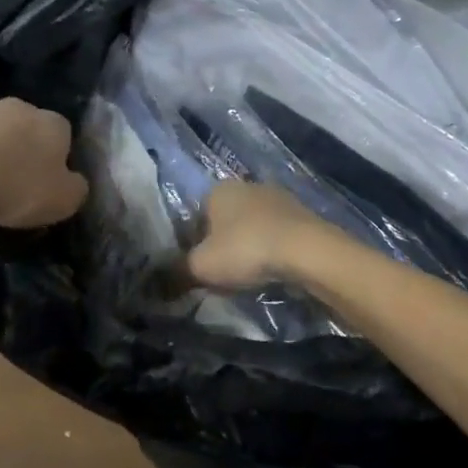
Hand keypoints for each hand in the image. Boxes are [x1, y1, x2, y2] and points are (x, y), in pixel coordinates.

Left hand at [0, 98, 88, 229]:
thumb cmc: (16, 186)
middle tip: (14, 183)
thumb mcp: (63, 201)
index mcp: (54, 124)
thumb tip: (75, 182)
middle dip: (23, 150)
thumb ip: (76, 189)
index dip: (57, 161)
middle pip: (28, 129)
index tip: (46, 185)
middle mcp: (21, 108)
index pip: (64, 137)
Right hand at [186, 182, 332, 289]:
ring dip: (249, 248)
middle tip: (223, 276)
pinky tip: (273, 271)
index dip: (192, 246)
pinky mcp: (303, 214)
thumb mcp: (200, 267)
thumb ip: (176, 272)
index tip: (198, 269)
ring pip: (252, 227)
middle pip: (224, 222)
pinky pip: (277, 235)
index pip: (194, 218)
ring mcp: (278, 198)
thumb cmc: (245, 250)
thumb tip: (159, 282)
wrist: (307, 251)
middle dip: (222, 246)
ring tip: (250, 277)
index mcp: (217, 189)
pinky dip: (272, 251)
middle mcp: (246, 185)